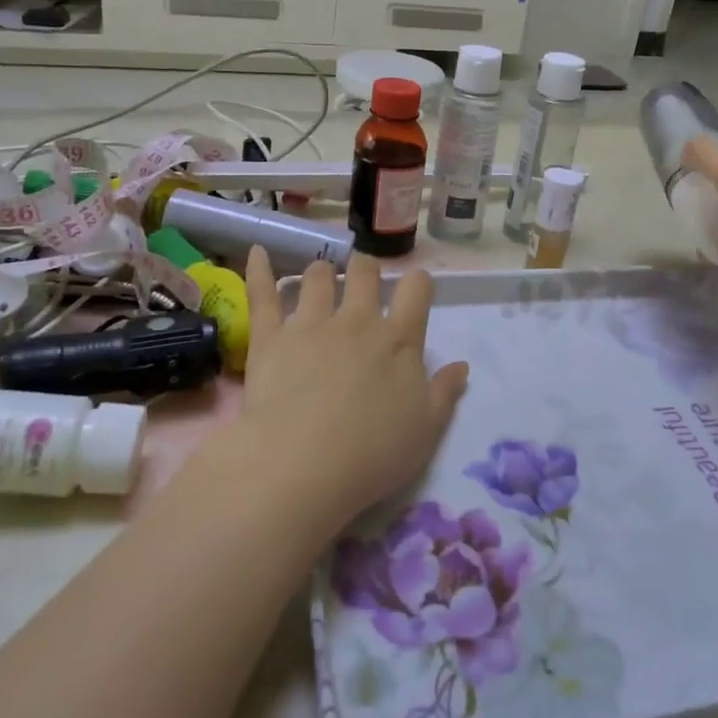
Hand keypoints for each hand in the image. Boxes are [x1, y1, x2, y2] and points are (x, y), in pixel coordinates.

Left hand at [239, 246, 469, 529]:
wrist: (302, 465)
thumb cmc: (373, 453)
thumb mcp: (426, 429)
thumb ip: (444, 392)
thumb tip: (462, 365)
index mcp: (399, 340)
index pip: (416, 290)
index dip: (418, 283)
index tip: (415, 288)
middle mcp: (357, 320)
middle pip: (364, 272)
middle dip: (365, 269)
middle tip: (362, 280)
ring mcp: (310, 324)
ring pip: (316, 277)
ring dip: (321, 273)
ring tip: (319, 278)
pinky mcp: (269, 337)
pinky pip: (262, 294)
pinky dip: (259, 270)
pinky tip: (256, 252)